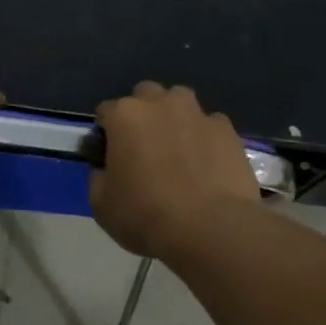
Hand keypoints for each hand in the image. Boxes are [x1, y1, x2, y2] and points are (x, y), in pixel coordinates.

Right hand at [89, 82, 259, 257]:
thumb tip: (106, 168)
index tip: (108, 155)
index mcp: (124, 116)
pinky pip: (209, 125)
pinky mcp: (227, 129)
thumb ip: (98, 176)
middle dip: (141, 114)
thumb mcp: (101, 204)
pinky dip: (203, 137)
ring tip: (177, 149)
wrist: (211, 229)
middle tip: (143, 148)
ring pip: (179, 102)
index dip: (105, 133)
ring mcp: (197, 113)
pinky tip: (206, 163)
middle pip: (145, 95)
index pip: (105, 111)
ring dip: (173, 117)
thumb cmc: (146, 216)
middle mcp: (160, 103)